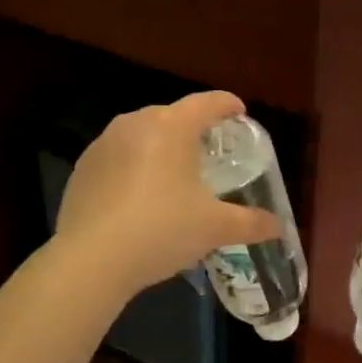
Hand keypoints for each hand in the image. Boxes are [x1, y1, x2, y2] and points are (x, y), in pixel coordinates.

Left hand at [55, 91, 280, 294]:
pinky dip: (134, 167)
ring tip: (175, 174)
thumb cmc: (162, 230)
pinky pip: (118, 157)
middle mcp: (135, 123)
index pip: (208, 102)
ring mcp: (103, 144)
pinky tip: (140, 197)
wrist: (92, 260)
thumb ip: (251, 223)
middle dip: (194, 128)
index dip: (228, 105)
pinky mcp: (82, 168)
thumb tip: (279, 226)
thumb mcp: (215, 228)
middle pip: (173, 115)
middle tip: (210, 152)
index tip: (239, 113)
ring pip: (142, 135)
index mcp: (172, 127)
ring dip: (161, 147)